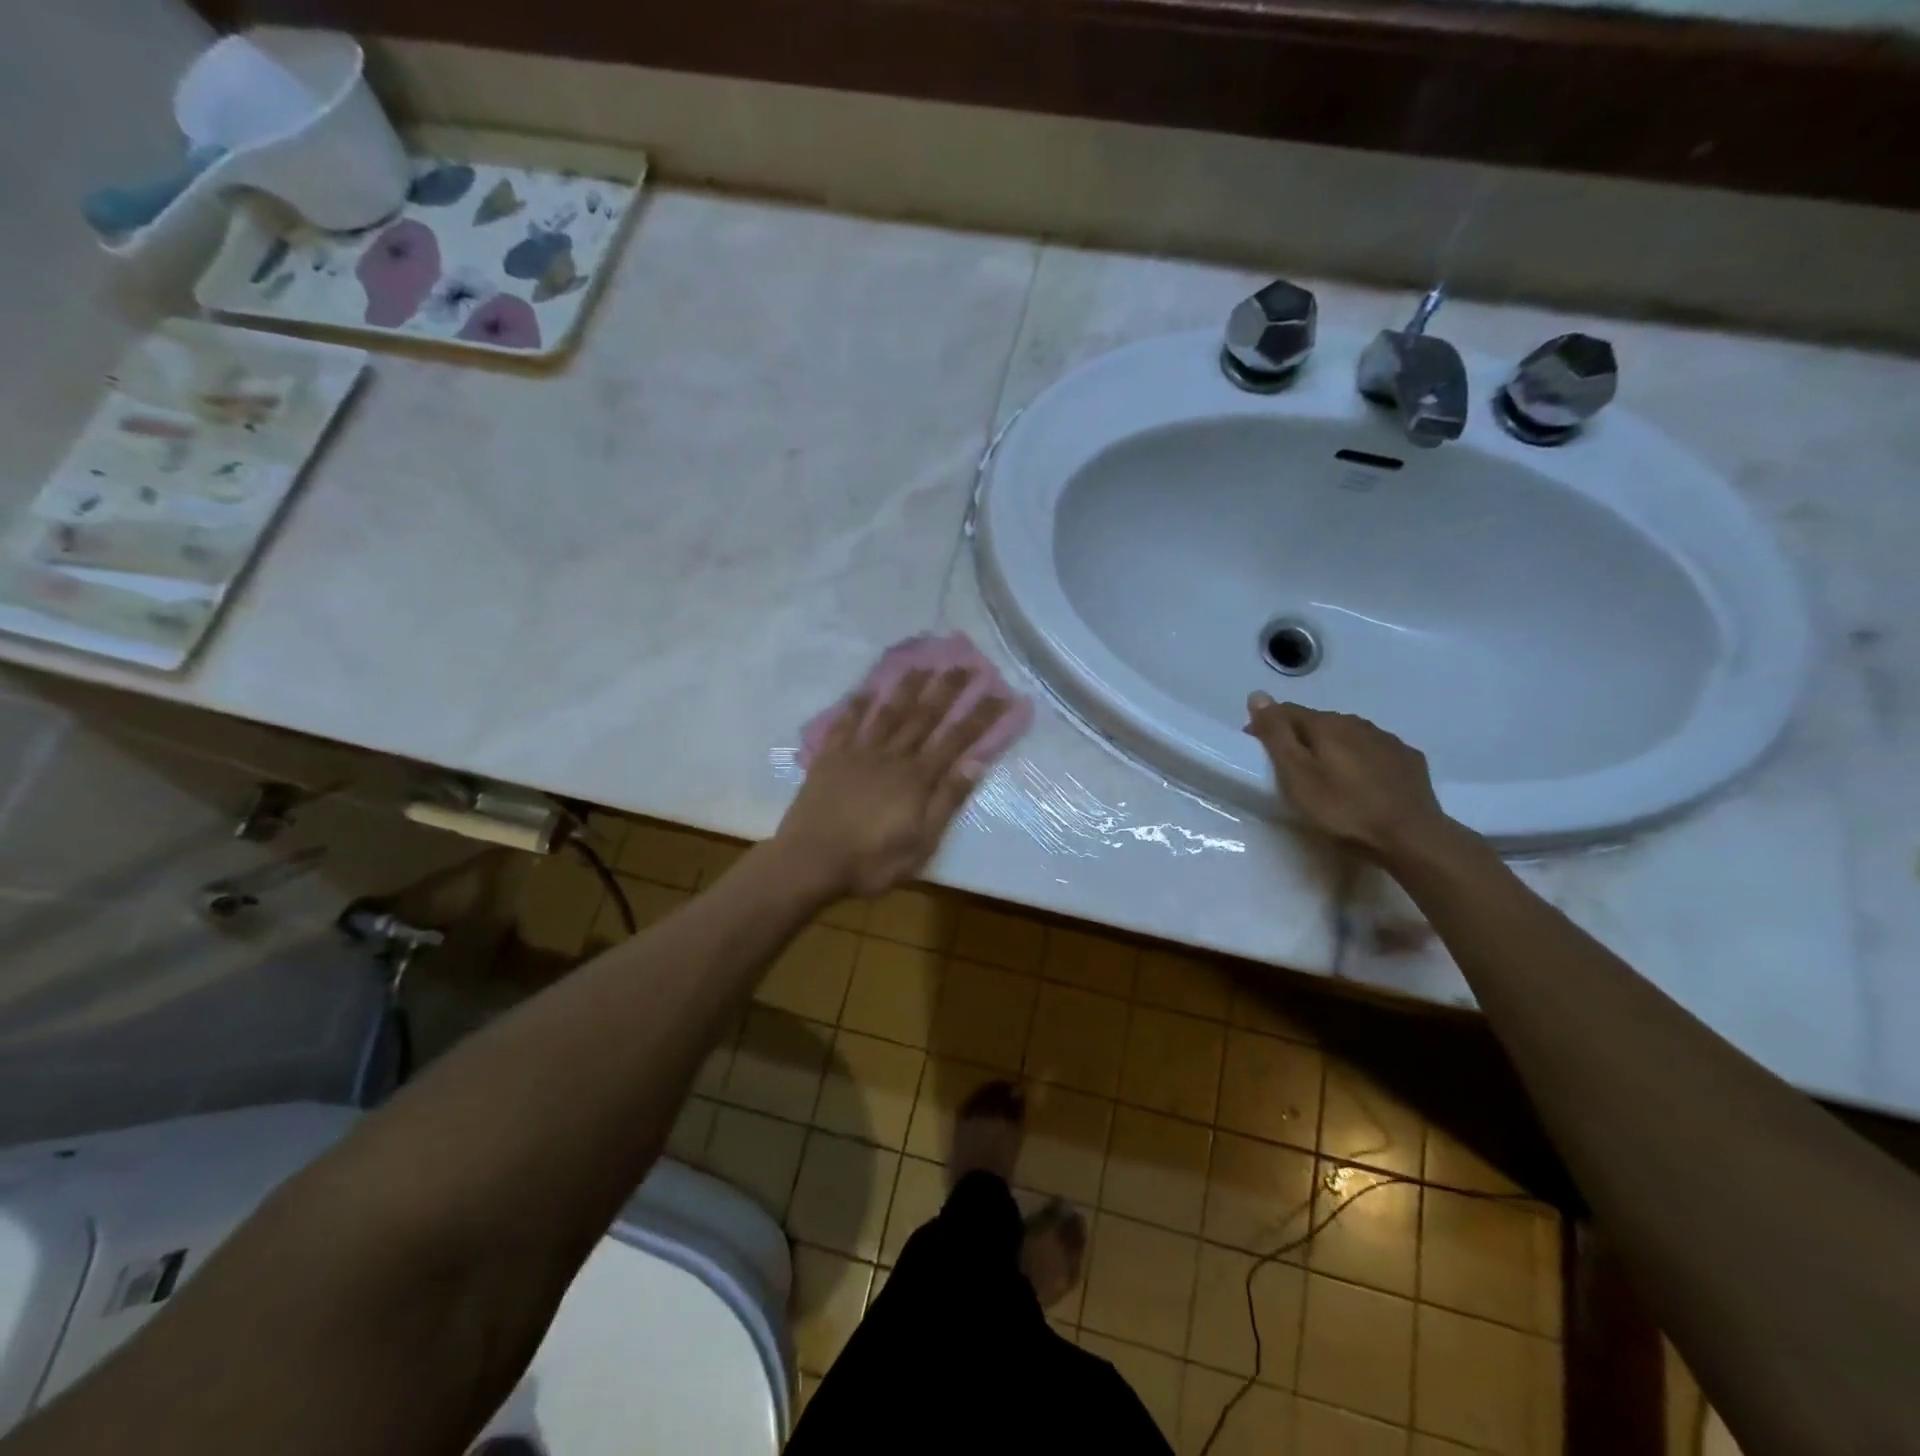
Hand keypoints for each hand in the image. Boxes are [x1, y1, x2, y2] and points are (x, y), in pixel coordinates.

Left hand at [777, 668, 1011, 897]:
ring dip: (906, 687)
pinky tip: (864, 690)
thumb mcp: (921, 843)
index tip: (999, 693)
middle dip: (947, 690)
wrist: (810, 862)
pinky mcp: (830, 759)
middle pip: (924, 717)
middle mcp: (892, 757)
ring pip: (887, 713)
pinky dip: (855, 706)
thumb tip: (975, 765)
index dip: (979, 716)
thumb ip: (946, 802)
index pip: (956, 741)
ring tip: (921, 665)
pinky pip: (845, 725)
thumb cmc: (871, 861)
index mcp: (917, 779)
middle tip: (964, 664)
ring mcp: (858, 754)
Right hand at [1243, 692, 1458, 862]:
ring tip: (1324, 775)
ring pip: (1348, 735)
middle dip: (1299, 738)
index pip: (1287, 711)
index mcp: (1327, 724)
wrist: (1411, 836)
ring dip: (1331, 748)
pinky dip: (1359, 759)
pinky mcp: (1408, 760)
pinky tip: (1360, 781)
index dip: (1267, 725)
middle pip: (1318, 722)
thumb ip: (1276, 734)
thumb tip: (1258, 695)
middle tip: (1288, 768)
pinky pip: (1374, 751)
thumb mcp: (1297, 774)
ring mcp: (1387, 740)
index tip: (1257, 749)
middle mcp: (1358, 723)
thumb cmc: (1343, 808)